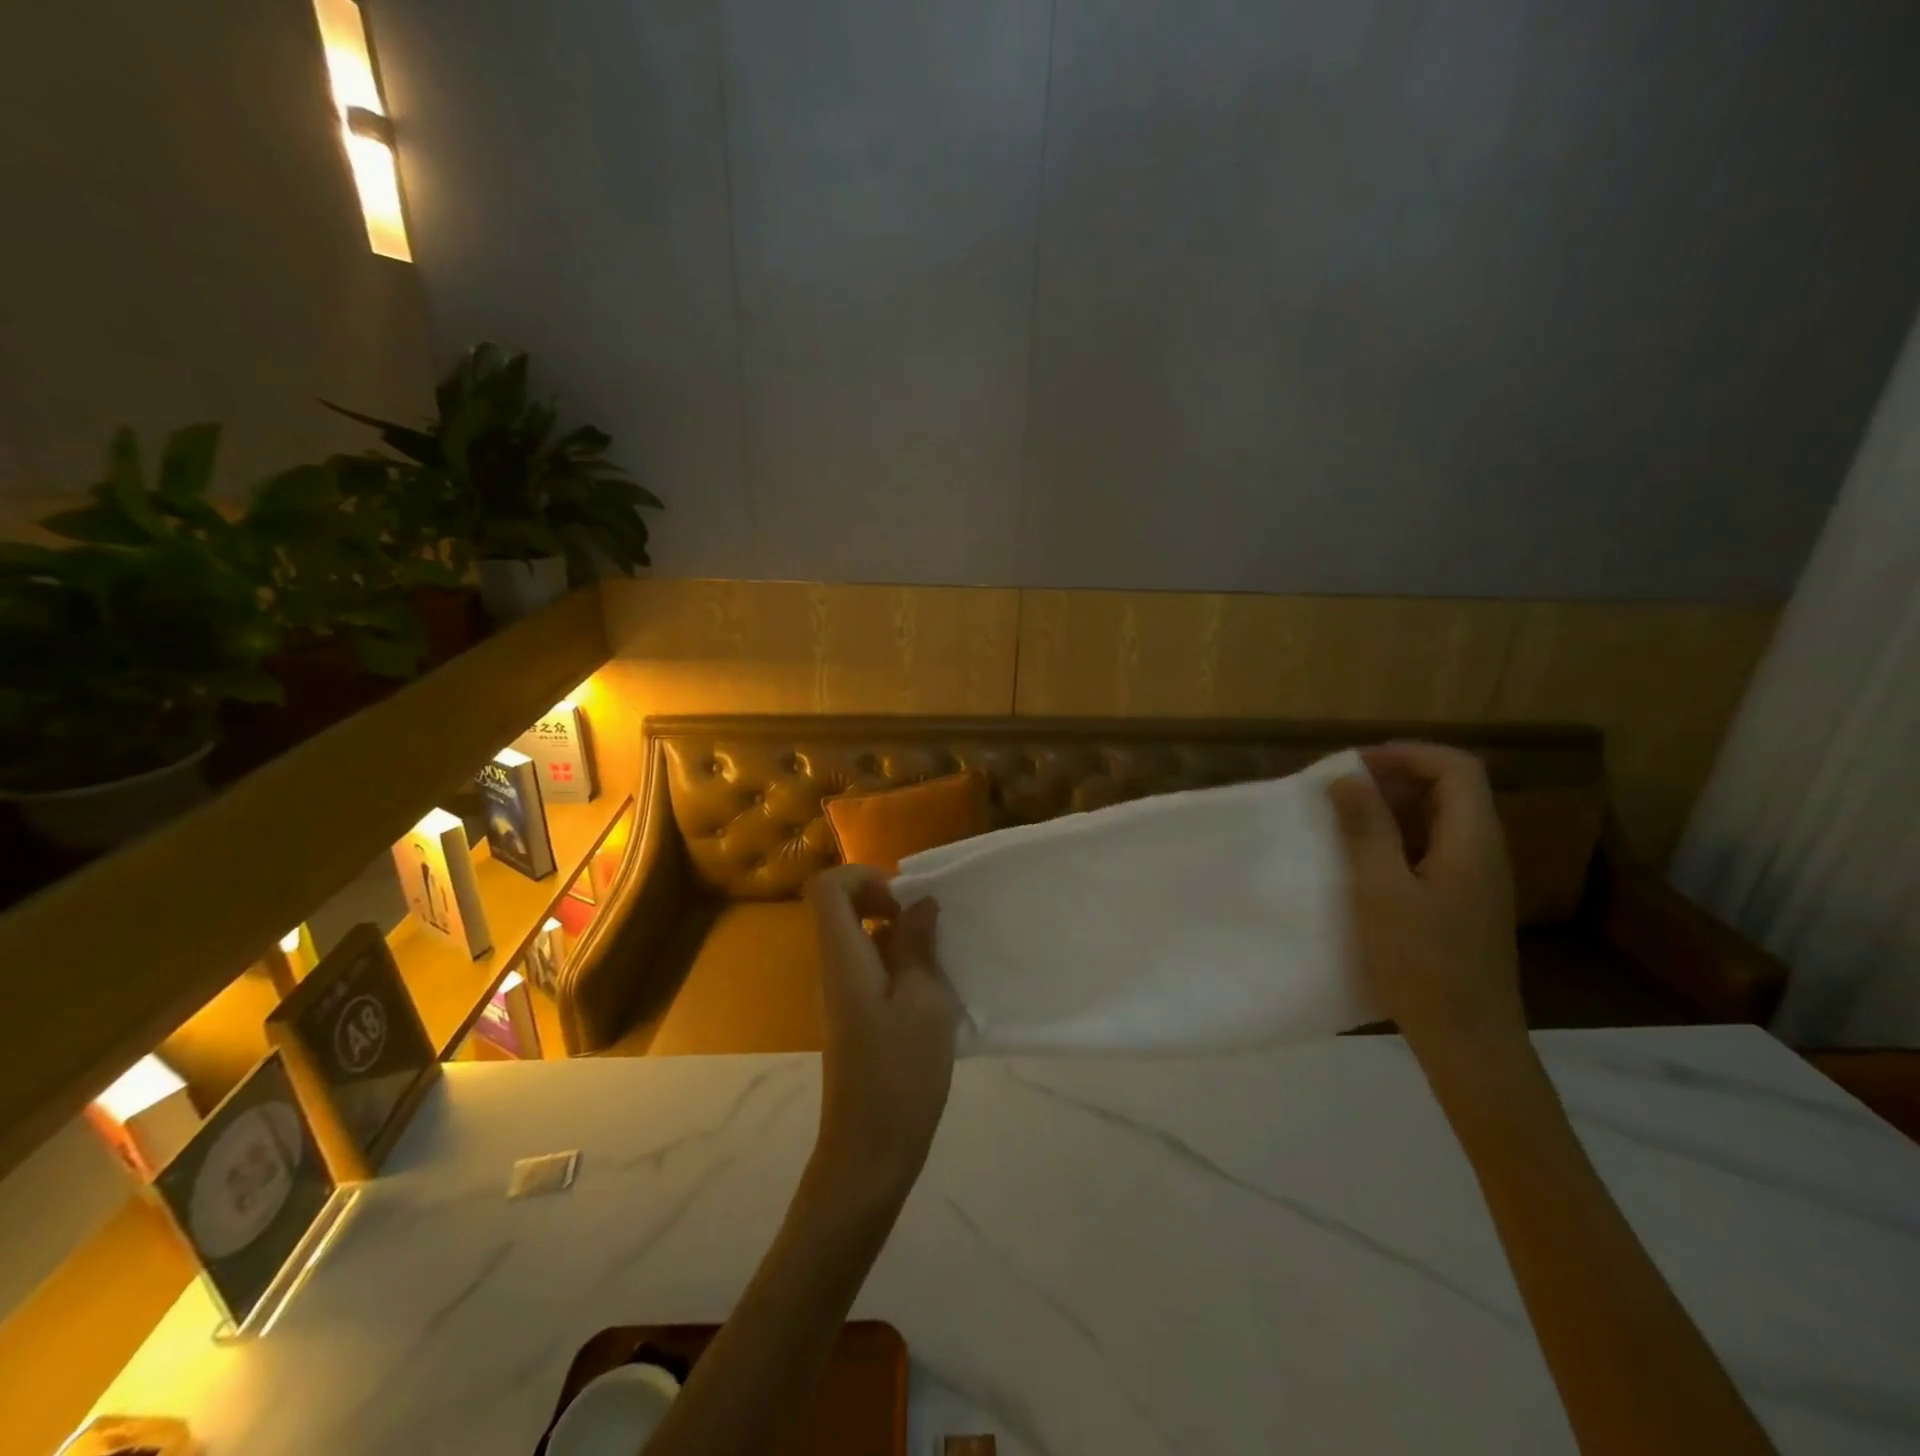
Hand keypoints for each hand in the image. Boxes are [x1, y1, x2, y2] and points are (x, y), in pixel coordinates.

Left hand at [806, 865, 959, 1202]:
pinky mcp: (855, 1017)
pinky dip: (900, 966)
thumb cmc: (900, 1072)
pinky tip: (933, 994)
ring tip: (939, 963)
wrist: (870, 1151)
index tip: (904, 901)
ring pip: (861, 939)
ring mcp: (842, 994)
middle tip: (929, 927)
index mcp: (843, 957)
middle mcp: (834, 968)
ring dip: (900, 938)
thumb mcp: (924, 1001)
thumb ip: (918, 946)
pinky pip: (870, 968)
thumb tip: (919, 904)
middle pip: (843, 909)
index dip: (863, 877)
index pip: (827, 888)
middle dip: (888, 903)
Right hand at [1327, 743, 1525, 1072]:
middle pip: (1450, 789)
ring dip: (1394, 809)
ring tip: (1343, 819)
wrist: (1469, 1040)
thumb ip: (1367, 830)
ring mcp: (1476, 879)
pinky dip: (1398, 839)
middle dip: (1395, 777)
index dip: (1406, 754)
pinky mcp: (1463, 903)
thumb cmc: (1423, 963)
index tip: (1354, 766)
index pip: (1456, 768)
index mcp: (1473, 841)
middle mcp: (1484, 851)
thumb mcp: (1382, 891)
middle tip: (1340, 789)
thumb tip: (1347, 778)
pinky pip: (1434, 849)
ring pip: (1440, 820)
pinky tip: (1363, 861)